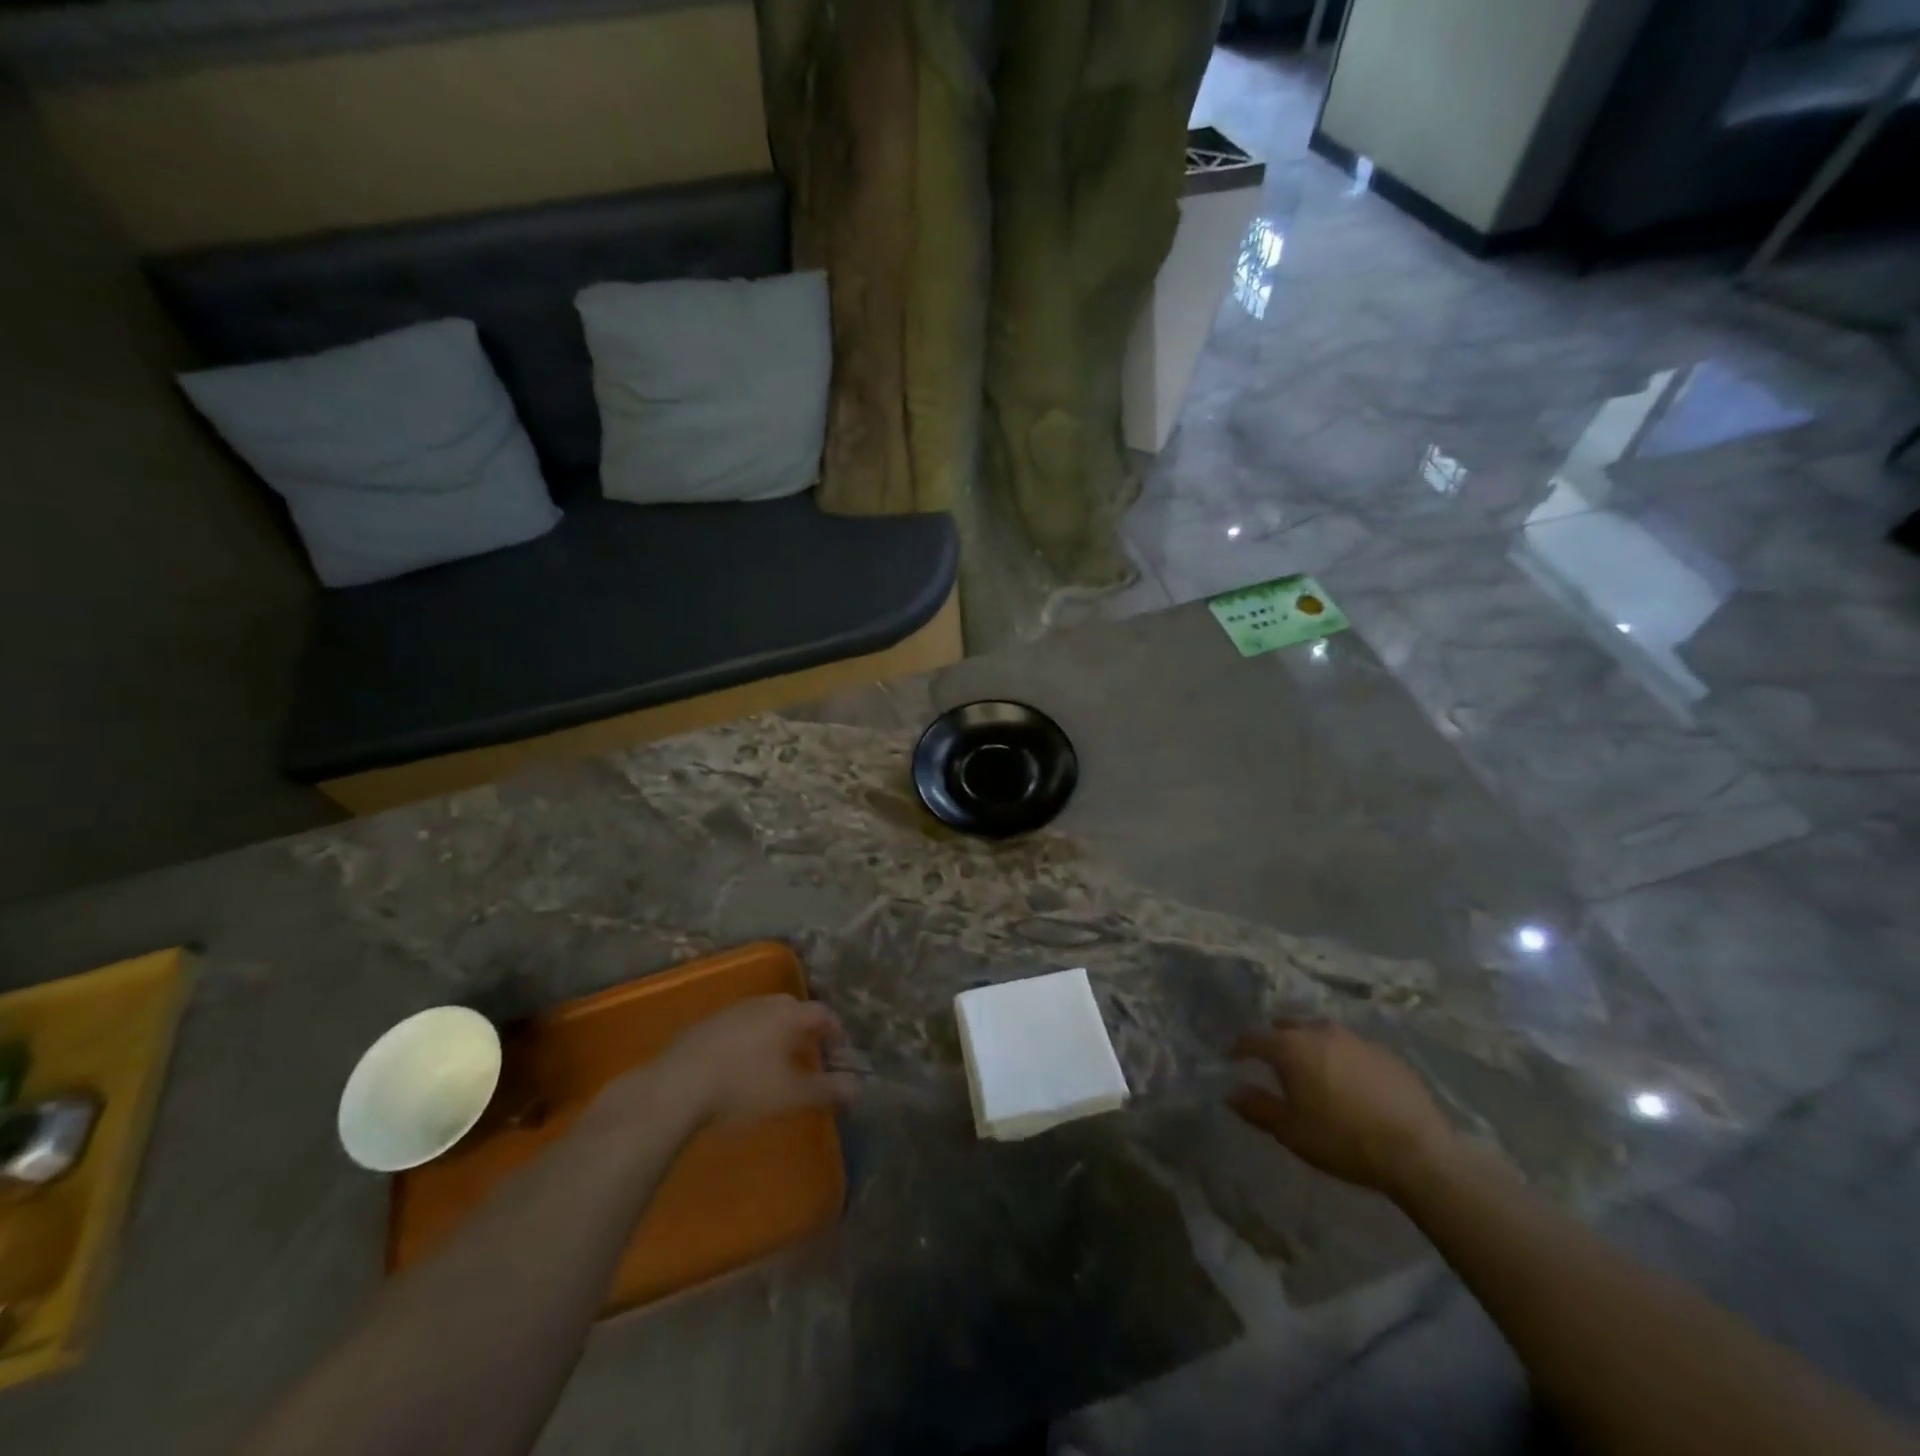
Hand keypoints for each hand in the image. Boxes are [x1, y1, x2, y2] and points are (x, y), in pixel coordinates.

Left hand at [639, 995, 858, 1128]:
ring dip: (777, 1031)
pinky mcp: (707, 1023)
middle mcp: (763, 1003)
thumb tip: (859, 1087)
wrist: (677, 1086)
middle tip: (811, 1051)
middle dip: (806, 1028)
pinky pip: (740, 1024)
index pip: (823, 1013)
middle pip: (793, 1008)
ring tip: (778, 1058)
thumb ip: (827, 1089)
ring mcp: (732, 1010)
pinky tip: (743, 1061)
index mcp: (788, 1014)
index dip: (835, 1031)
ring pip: (765, 1014)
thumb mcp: (791, 1095)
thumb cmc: (743, 1087)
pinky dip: (751, 1037)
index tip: (840, 1050)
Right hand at [1228, 1021, 1456, 1197]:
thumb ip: (1258, 1108)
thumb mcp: (1292, 1132)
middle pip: (1288, 1027)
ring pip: (1322, 1034)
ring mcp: (1357, 1040)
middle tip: (1273, 1062)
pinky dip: (1342, 1058)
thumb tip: (1232, 1093)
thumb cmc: (1343, 1140)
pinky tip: (1350, 1082)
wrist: (1418, 1153)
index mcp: (1292, 1047)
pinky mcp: (1386, 1054)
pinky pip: (1353, 1048)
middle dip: (1276, 1040)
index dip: (1239, 1048)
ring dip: (1310, 1046)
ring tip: (1312, 1069)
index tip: (1232, 1058)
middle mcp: (1320, 1032)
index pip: (1254, 1039)